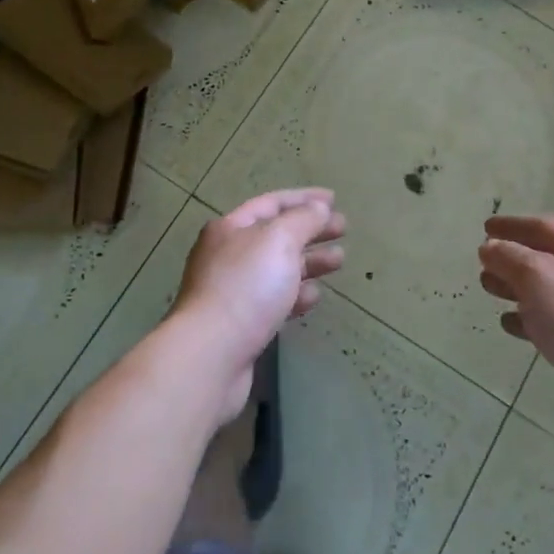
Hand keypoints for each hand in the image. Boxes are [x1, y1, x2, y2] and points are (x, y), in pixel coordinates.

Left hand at [170, 188, 345, 423]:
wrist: (211, 355)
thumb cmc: (246, 287)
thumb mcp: (279, 240)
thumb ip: (303, 219)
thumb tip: (318, 208)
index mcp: (230, 228)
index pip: (272, 203)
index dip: (304, 198)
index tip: (334, 199)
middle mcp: (227, 255)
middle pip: (276, 236)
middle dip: (311, 230)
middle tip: (343, 230)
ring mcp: (232, 291)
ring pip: (278, 269)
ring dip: (309, 262)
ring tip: (339, 261)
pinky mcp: (240, 325)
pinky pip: (274, 301)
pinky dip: (296, 295)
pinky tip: (314, 297)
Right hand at [479, 215, 553, 454]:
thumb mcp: (536, 277)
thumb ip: (509, 257)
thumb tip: (490, 247)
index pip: (545, 227)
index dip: (513, 225)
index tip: (486, 227)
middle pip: (547, 259)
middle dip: (513, 258)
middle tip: (484, 264)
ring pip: (549, 292)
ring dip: (517, 288)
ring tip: (490, 291)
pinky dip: (530, 319)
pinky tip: (510, 325)